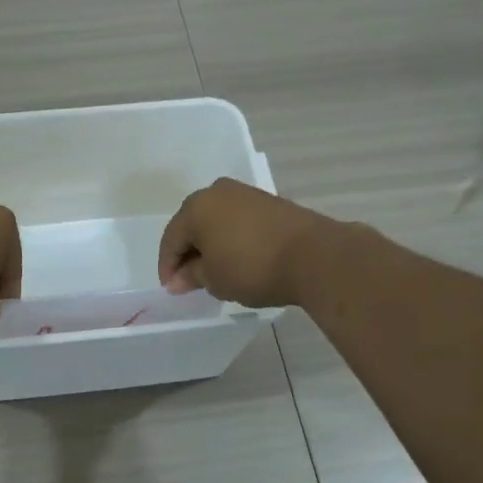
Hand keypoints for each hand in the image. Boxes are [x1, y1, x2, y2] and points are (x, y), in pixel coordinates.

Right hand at [158, 178, 338, 308]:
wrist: (314, 256)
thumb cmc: (252, 267)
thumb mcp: (214, 279)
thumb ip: (191, 276)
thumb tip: (178, 279)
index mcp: (196, 207)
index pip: (171, 239)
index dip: (168, 267)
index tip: (172, 289)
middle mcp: (217, 192)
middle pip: (192, 225)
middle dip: (189, 252)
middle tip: (190, 280)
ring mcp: (245, 193)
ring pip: (216, 221)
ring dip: (211, 244)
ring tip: (215, 271)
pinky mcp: (269, 201)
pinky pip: (238, 220)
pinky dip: (232, 238)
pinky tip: (238, 258)